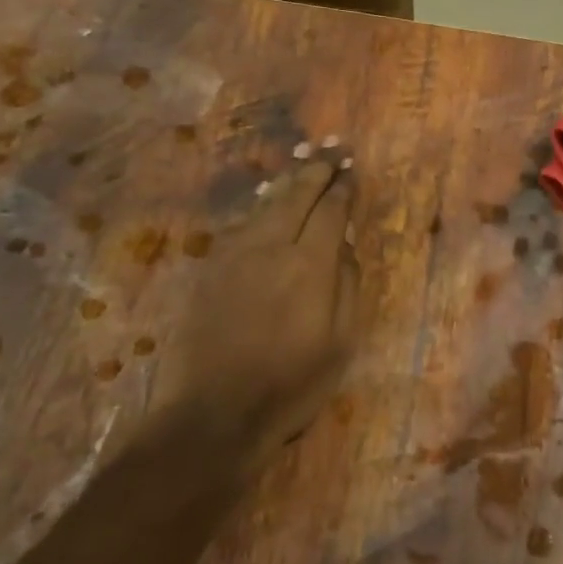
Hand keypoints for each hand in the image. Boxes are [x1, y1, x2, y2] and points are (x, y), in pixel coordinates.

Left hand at [134, 144, 360, 474]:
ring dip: (287, 182)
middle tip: (331, 151)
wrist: (214, 411)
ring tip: (302, 163)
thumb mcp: (341, 342)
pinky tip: (266, 202)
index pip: (330, 211)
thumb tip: (344, 247)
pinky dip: (260, 206)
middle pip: (296, 196)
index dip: (342, 188)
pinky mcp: (211, 270)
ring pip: (265, 205)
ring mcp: (235, 256)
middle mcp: (271, 247)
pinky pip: (241, 224)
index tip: (351, 170)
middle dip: (316, 171)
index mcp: (310, 265)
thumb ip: (347, 286)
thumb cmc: (291, 384)